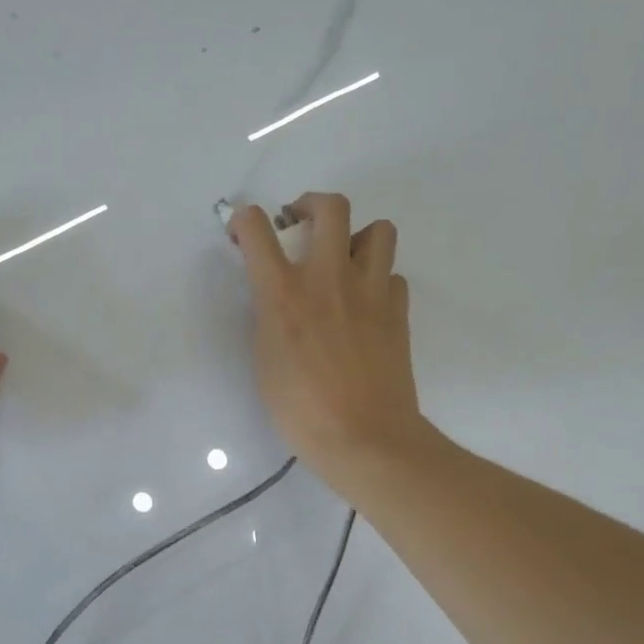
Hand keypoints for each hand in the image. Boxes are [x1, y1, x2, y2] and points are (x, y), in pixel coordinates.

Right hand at [229, 193, 429, 501]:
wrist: (364, 438)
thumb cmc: (302, 411)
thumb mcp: (266, 362)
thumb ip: (269, 319)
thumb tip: (277, 298)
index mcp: (284, 294)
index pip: (258, 230)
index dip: (245, 220)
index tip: (244, 231)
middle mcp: (329, 279)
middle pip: (332, 207)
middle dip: (312, 205)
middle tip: (301, 226)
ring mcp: (371, 292)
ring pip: (379, 229)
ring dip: (358, 237)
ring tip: (345, 262)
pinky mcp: (398, 311)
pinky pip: (393, 276)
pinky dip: (380, 281)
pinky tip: (368, 305)